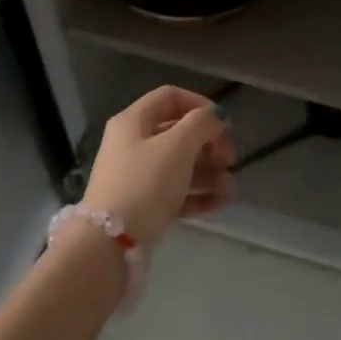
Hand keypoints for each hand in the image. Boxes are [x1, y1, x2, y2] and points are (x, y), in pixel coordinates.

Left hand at [81, 86, 233, 250]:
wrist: (111, 242)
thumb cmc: (146, 183)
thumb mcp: (177, 146)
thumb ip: (201, 124)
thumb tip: (214, 116)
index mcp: (134, 121)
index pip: (170, 97)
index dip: (200, 104)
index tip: (223, 123)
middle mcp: (133, 144)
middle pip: (178, 132)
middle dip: (209, 143)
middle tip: (229, 158)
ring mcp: (138, 176)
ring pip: (180, 164)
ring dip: (209, 171)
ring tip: (229, 187)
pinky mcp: (144, 205)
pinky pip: (176, 192)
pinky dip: (198, 194)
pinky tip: (220, 201)